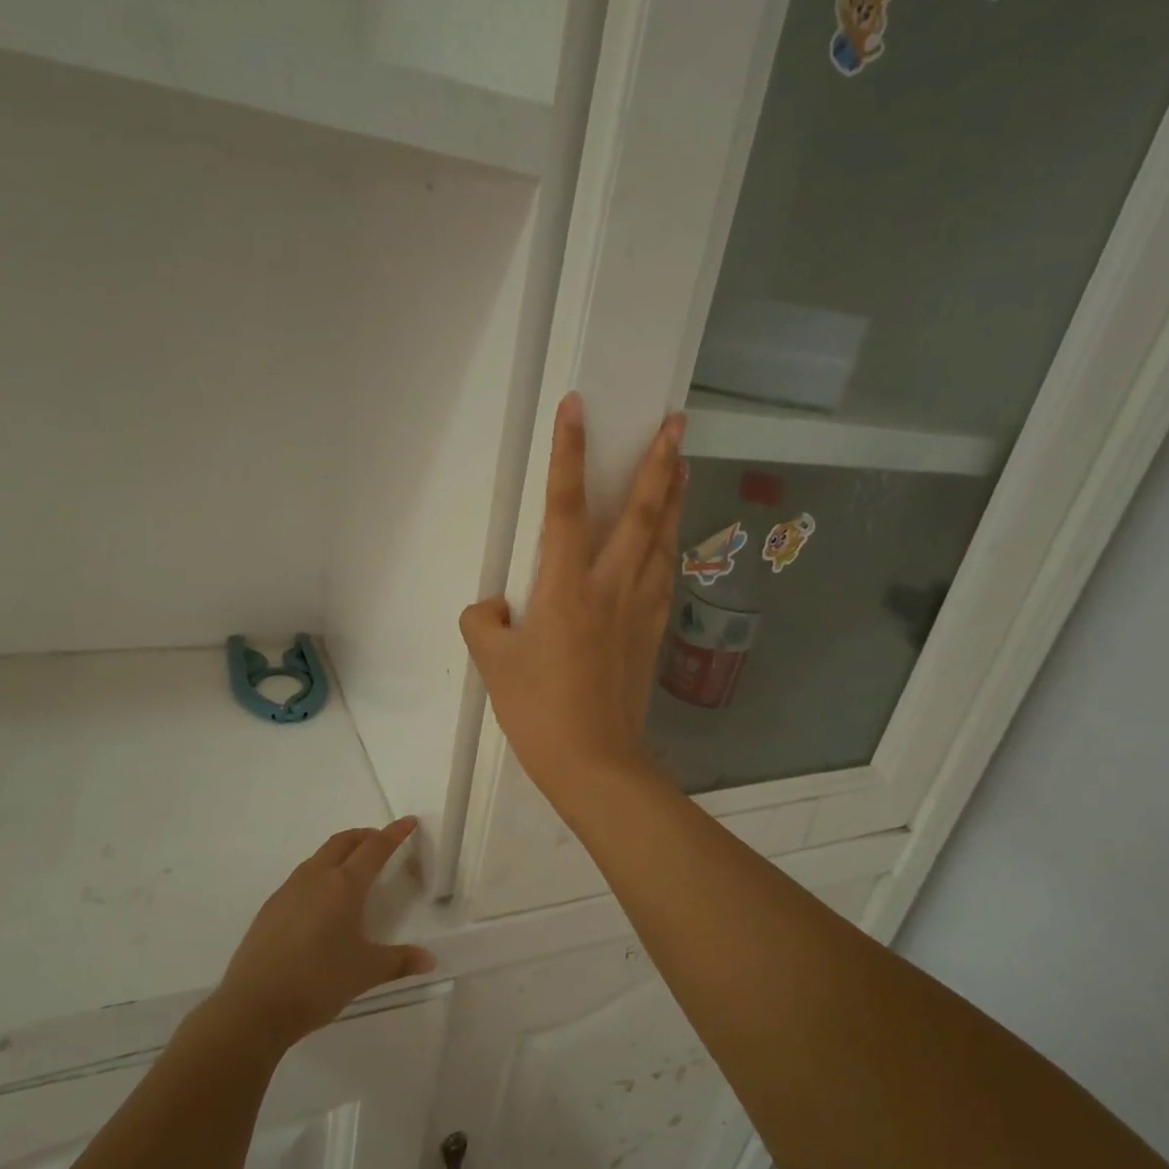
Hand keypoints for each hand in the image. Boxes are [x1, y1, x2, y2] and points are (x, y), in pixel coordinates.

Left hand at [211, 819, 435, 1050]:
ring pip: (319, 857)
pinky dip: (320, 874)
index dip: (394, 833)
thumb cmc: (318, 982)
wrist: (254, 1006)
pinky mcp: (270, 908)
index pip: (375, 848)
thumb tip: (430, 960)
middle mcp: (316, 878)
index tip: (408, 822)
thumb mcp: (366, 972)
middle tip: (381, 842)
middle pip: (343, 842)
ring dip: (340, 853)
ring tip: (353, 870)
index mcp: (344, 886)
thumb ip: (400, 961)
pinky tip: (322, 902)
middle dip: (365, 836)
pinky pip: (301, 877)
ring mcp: (289, 891)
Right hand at [459, 393, 685, 799]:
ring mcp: (639, 610)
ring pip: (662, 541)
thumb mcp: (492, 663)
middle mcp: (610, 588)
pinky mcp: (652, 634)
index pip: (565, 506)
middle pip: (639, 514)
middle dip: (659, 463)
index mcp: (566, 588)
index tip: (577, 407)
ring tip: (683, 464)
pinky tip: (672, 539)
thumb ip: (486, 621)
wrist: (594, 762)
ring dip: (673, 498)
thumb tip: (499, 607)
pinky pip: (665, 577)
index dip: (569, 453)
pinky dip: (670, 547)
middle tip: (677, 422)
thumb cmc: (538, 711)